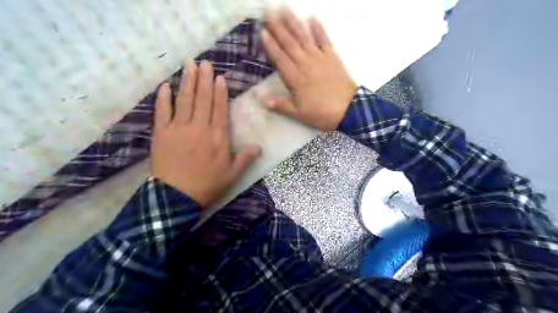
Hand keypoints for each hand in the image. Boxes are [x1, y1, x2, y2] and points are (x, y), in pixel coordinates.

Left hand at [152, 61, 263, 207]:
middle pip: (203, 100)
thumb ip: (245, 159)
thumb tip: (259, 147)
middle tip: (205, 63)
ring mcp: (179, 129)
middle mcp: (199, 128)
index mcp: (217, 137)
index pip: (219, 109)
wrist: (177, 197)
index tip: (220, 77)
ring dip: (188, 82)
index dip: (220, 92)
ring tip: (189, 65)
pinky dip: (164, 98)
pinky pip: (162, 111)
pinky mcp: (161, 133)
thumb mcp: (232, 175)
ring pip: (185, 101)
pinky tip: (166, 85)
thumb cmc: (207, 185)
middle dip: (204, 80)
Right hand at [261, 9, 357, 129]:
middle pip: (289, 44)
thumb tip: (263, 100)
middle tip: (269, 13)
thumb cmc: (321, 113)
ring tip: (285, 10)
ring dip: (294, 23)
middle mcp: (305, 63)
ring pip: (304, 37)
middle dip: (278, 28)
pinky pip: (324, 39)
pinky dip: (318, 28)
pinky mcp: (332, 56)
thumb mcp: (299, 114)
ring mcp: (319, 58)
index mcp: (295, 78)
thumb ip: (281, 105)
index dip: (270, 45)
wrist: (348, 109)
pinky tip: (312, 18)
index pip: (279, 58)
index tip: (262, 31)